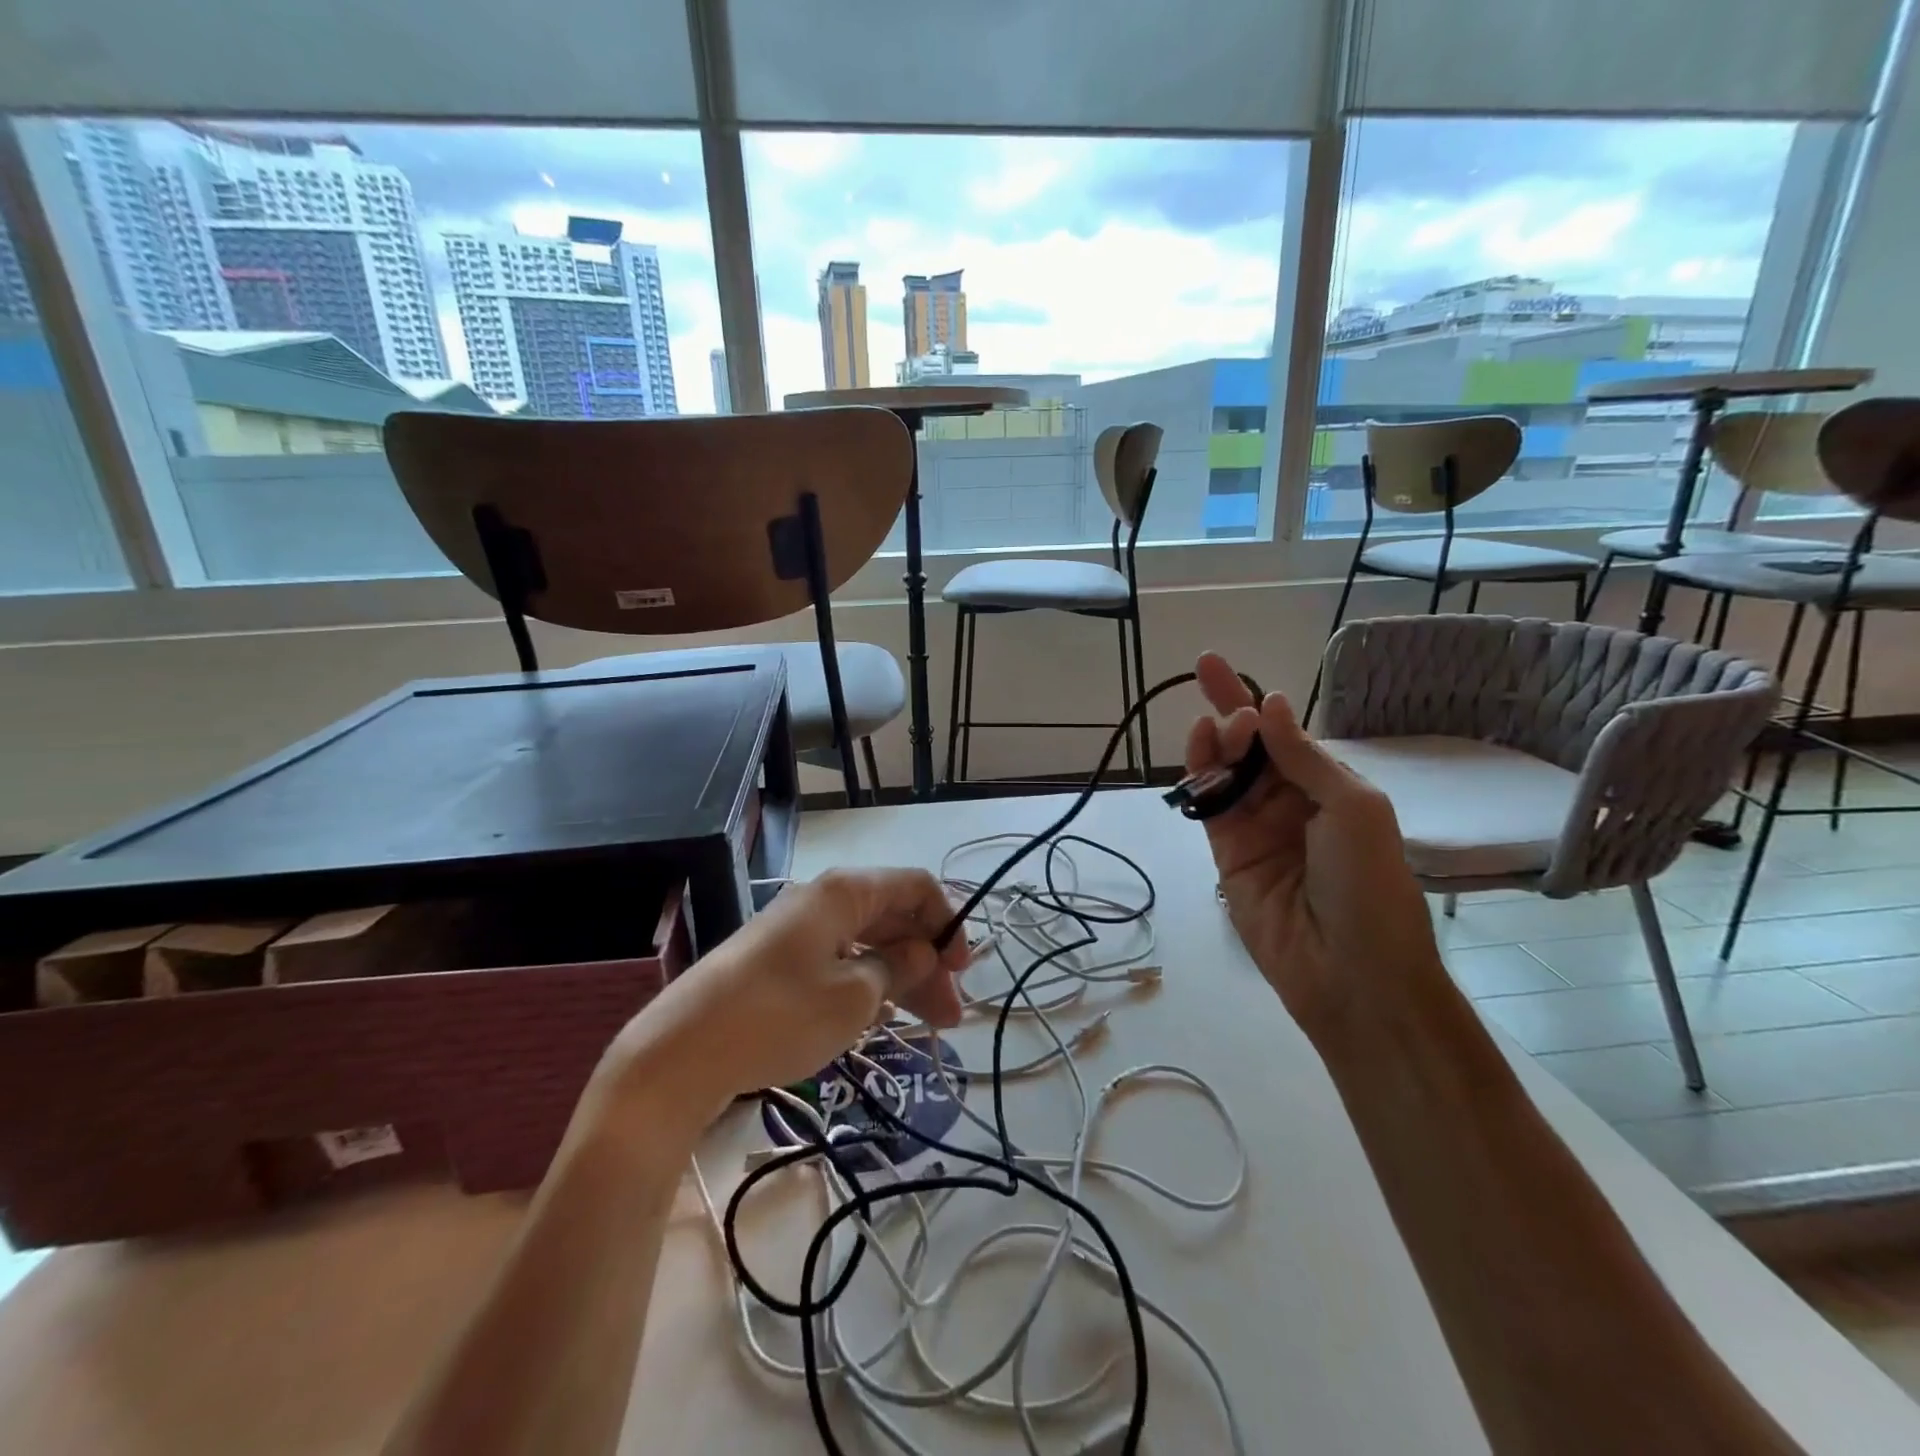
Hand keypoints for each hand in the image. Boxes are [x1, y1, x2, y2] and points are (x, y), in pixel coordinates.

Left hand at [600, 868, 968, 1114]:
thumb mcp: (854, 997)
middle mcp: (822, 899)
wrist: (679, 1054)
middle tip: (950, 1013)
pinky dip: (866, 982)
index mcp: (844, 892)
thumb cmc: (779, 1016)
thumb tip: (923, 952)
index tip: (962, 970)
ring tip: (928, 1025)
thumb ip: (899, 969)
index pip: (915, 886)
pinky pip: (838, 959)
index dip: (947, 922)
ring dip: (901, 977)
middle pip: (892, 916)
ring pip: (866, 942)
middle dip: (927, 960)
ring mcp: (796, 930)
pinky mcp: (777, 961)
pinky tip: (879, 1016)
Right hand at [1185, 653, 1443, 1032]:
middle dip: (1229, 715)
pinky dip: (1198, 776)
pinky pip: (1208, 805)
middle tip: (1224, 708)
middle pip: (1247, 746)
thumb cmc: (1369, 885)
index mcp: (1330, 787)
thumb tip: (1269, 704)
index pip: (1282, 733)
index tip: (1213, 665)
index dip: (1250, 698)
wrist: (1352, 972)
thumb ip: (1304, 758)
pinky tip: (1199, 752)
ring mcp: (1255, 828)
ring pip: (1223, 771)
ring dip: (1214, 743)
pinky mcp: (1226, 853)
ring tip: (1216, 731)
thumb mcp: (1353, 809)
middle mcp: (1290, 801)